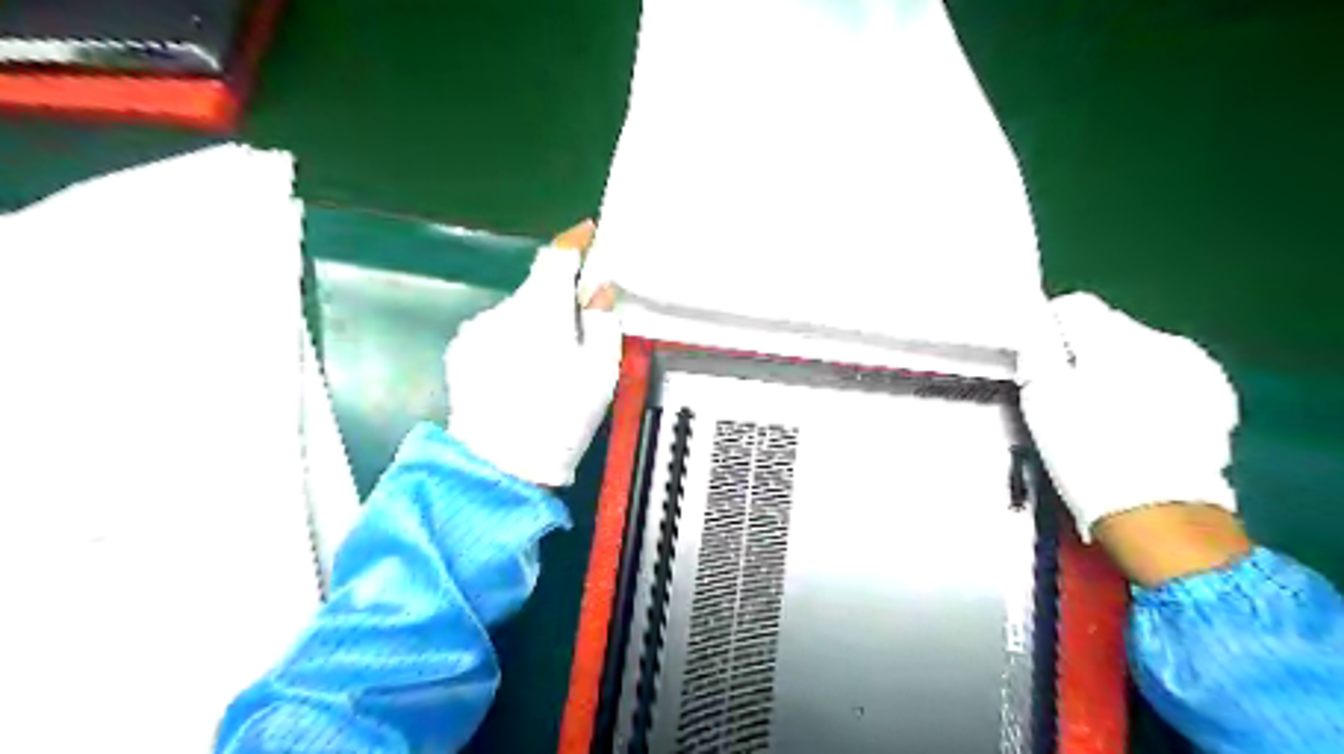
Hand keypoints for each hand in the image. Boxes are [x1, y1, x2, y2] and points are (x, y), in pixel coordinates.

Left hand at [447, 220, 620, 486]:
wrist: (499, 466)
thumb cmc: (560, 417)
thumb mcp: (601, 371)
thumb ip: (602, 321)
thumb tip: (598, 290)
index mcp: (541, 309)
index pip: (556, 256)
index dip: (575, 242)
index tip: (589, 235)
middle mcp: (503, 310)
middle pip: (537, 289)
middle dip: (559, 301)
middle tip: (582, 331)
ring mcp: (476, 330)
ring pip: (517, 313)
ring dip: (536, 325)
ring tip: (549, 367)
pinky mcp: (461, 351)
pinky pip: (496, 333)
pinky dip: (513, 342)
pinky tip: (521, 376)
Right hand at [1032, 292, 1237, 540]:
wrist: (1158, 511)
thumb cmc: (1087, 452)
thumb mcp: (1041, 399)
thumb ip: (1036, 351)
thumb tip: (1034, 326)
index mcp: (1114, 338)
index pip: (1072, 306)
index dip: (1048, 331)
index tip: (1038, 362)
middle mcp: (1161, 341)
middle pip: (1107, 328)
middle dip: (1084, 352)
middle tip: (1066, 394)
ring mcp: (1196, 368)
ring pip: (1139, 352)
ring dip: (1118, 370)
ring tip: (1104, 412)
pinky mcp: (1215, 397)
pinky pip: (1169, 376)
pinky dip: (1150, 389)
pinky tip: (1140, 421)